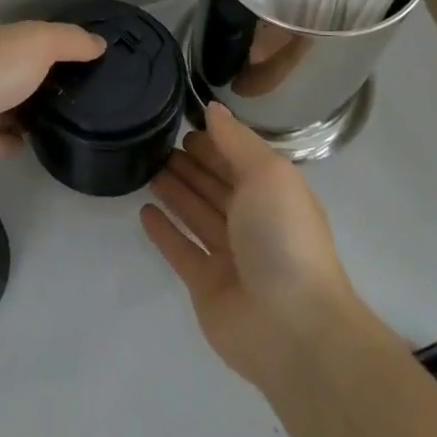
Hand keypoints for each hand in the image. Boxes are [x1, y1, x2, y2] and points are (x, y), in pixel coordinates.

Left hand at [0, 19, 105, 169]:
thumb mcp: (37, 42)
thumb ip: (70, 41)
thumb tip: (99, 43)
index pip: (18, 36)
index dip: (45, 44)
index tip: (77, 59)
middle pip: (9, 71)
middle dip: (35, 80)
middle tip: (76, 94)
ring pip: (0, 106)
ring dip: (23, 112)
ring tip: (60, 121)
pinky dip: (8, 141)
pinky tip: (31, 145)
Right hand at [141, 102, 354, 390]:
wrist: (293, 327)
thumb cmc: (283, 238)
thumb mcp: (268, 174)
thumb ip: (236, 140)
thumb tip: (212, 109)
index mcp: (274, 195)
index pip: (238, 160)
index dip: (213, 141)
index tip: (181, 122)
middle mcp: (253, 223)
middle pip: (216, 186)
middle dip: (191, 164)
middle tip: (155, 142)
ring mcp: (230, 256)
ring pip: (196, 215)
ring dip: (175, 192)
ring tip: (146, 168)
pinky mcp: (206, 284)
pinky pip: (180, 250)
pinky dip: (164, 231)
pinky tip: (144, 211)